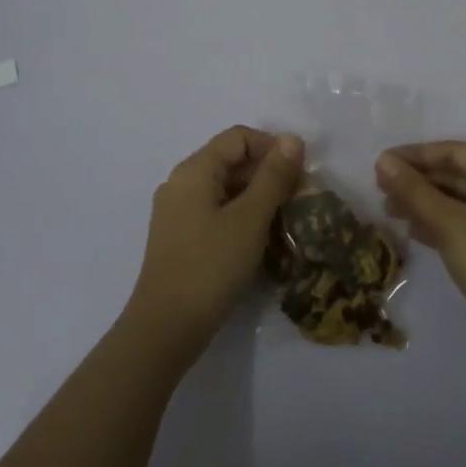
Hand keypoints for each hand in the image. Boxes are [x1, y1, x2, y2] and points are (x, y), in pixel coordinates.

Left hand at [129, 126, 305, 354]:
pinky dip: (241, 217)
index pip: (238, 137)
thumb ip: (273, 176)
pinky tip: (261, 242)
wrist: (166, 329)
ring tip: (286, 222)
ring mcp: (177, 212)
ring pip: (225, 189)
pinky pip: (216, 212)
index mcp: (194, 170)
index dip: (272, 147)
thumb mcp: (250, 218)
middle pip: (231, 161)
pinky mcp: (180, 238)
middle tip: (299, 200)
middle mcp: (181, 183)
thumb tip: (292, 139)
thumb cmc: (211, 266)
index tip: (300, 174)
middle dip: (268, 174)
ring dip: (257, 198)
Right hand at [376, 141, 465, 352]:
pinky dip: (442, 223)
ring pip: (461, 201)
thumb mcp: (449, 223)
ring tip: (390, 212)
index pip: (455, 152)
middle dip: (419, 182)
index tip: (382, 163)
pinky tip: (415, 232)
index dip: (415, 155)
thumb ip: (414, 190)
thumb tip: (383, 160)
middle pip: (458, 175)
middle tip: (381, 190)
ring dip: (426, 204)